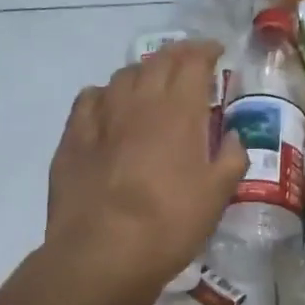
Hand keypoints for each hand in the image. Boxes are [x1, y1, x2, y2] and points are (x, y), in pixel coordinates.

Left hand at [44, 42, 246, 304]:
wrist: (102, 253)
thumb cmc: (170, 223)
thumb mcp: (217, 196)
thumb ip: (230, 159)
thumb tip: (231, 139)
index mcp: (179, 110)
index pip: (193, 61)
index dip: (206, 51)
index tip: (216, 52)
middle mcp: (139, 101)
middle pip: (158, 61)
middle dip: (177, 56)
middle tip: (190, 63)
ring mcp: (100, 116)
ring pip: (123, 76)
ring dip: (143, 73)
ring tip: (153, 86)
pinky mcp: (72, 138)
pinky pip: (90, 99)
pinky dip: (106, 95)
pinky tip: (109, 108)